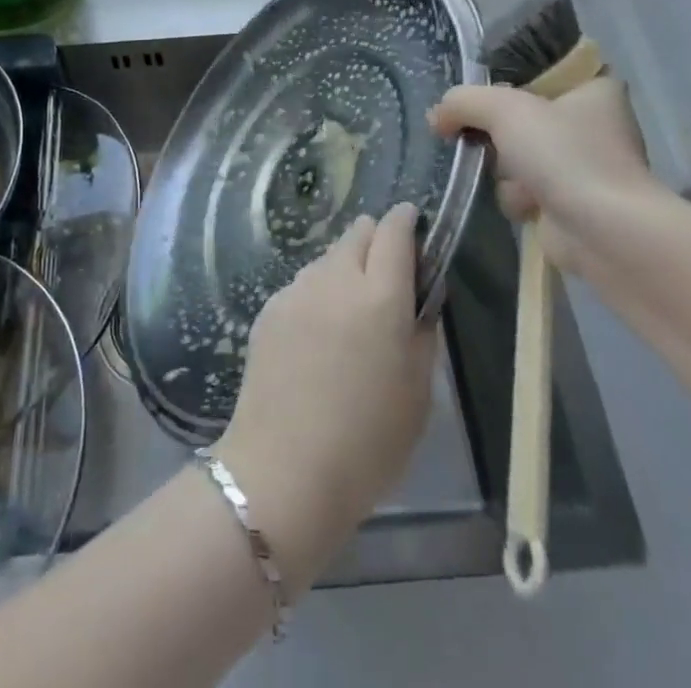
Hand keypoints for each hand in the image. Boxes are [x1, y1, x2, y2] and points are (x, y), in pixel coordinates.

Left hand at [213, 204, 436, 591]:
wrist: (284, 470)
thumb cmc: (367, 442)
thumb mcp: (418, 393)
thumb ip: (422, 330)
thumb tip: (421, 294)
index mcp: (381, 297)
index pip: (395, 232)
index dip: (407, 221)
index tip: (414, 224)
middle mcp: (336, 279)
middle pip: (358, 233)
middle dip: (376, 240)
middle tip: (386, 277)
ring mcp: (297, 290)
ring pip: (328, 257)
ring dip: (345, 268)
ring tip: (350, 313)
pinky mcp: (269, 307)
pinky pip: (303, 284)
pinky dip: (318, 293)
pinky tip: (317, 335)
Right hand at [428, 77, 658, 273]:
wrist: (604, 231)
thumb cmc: (564, 153)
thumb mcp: (503, 108)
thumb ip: (462, 102)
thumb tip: (435, 118)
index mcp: (593, 87)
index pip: (539, 70)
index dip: (505, 80)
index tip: (483, 94)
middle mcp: (591, 123)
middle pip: (519, 116)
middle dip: (497, 133)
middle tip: (484, 137)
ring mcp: (581, 165)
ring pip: (515, 154)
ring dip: (505, 170)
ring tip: (518, 180)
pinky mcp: (569, 201)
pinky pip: (523, 189)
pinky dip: (517, 197)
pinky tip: (528, 205)